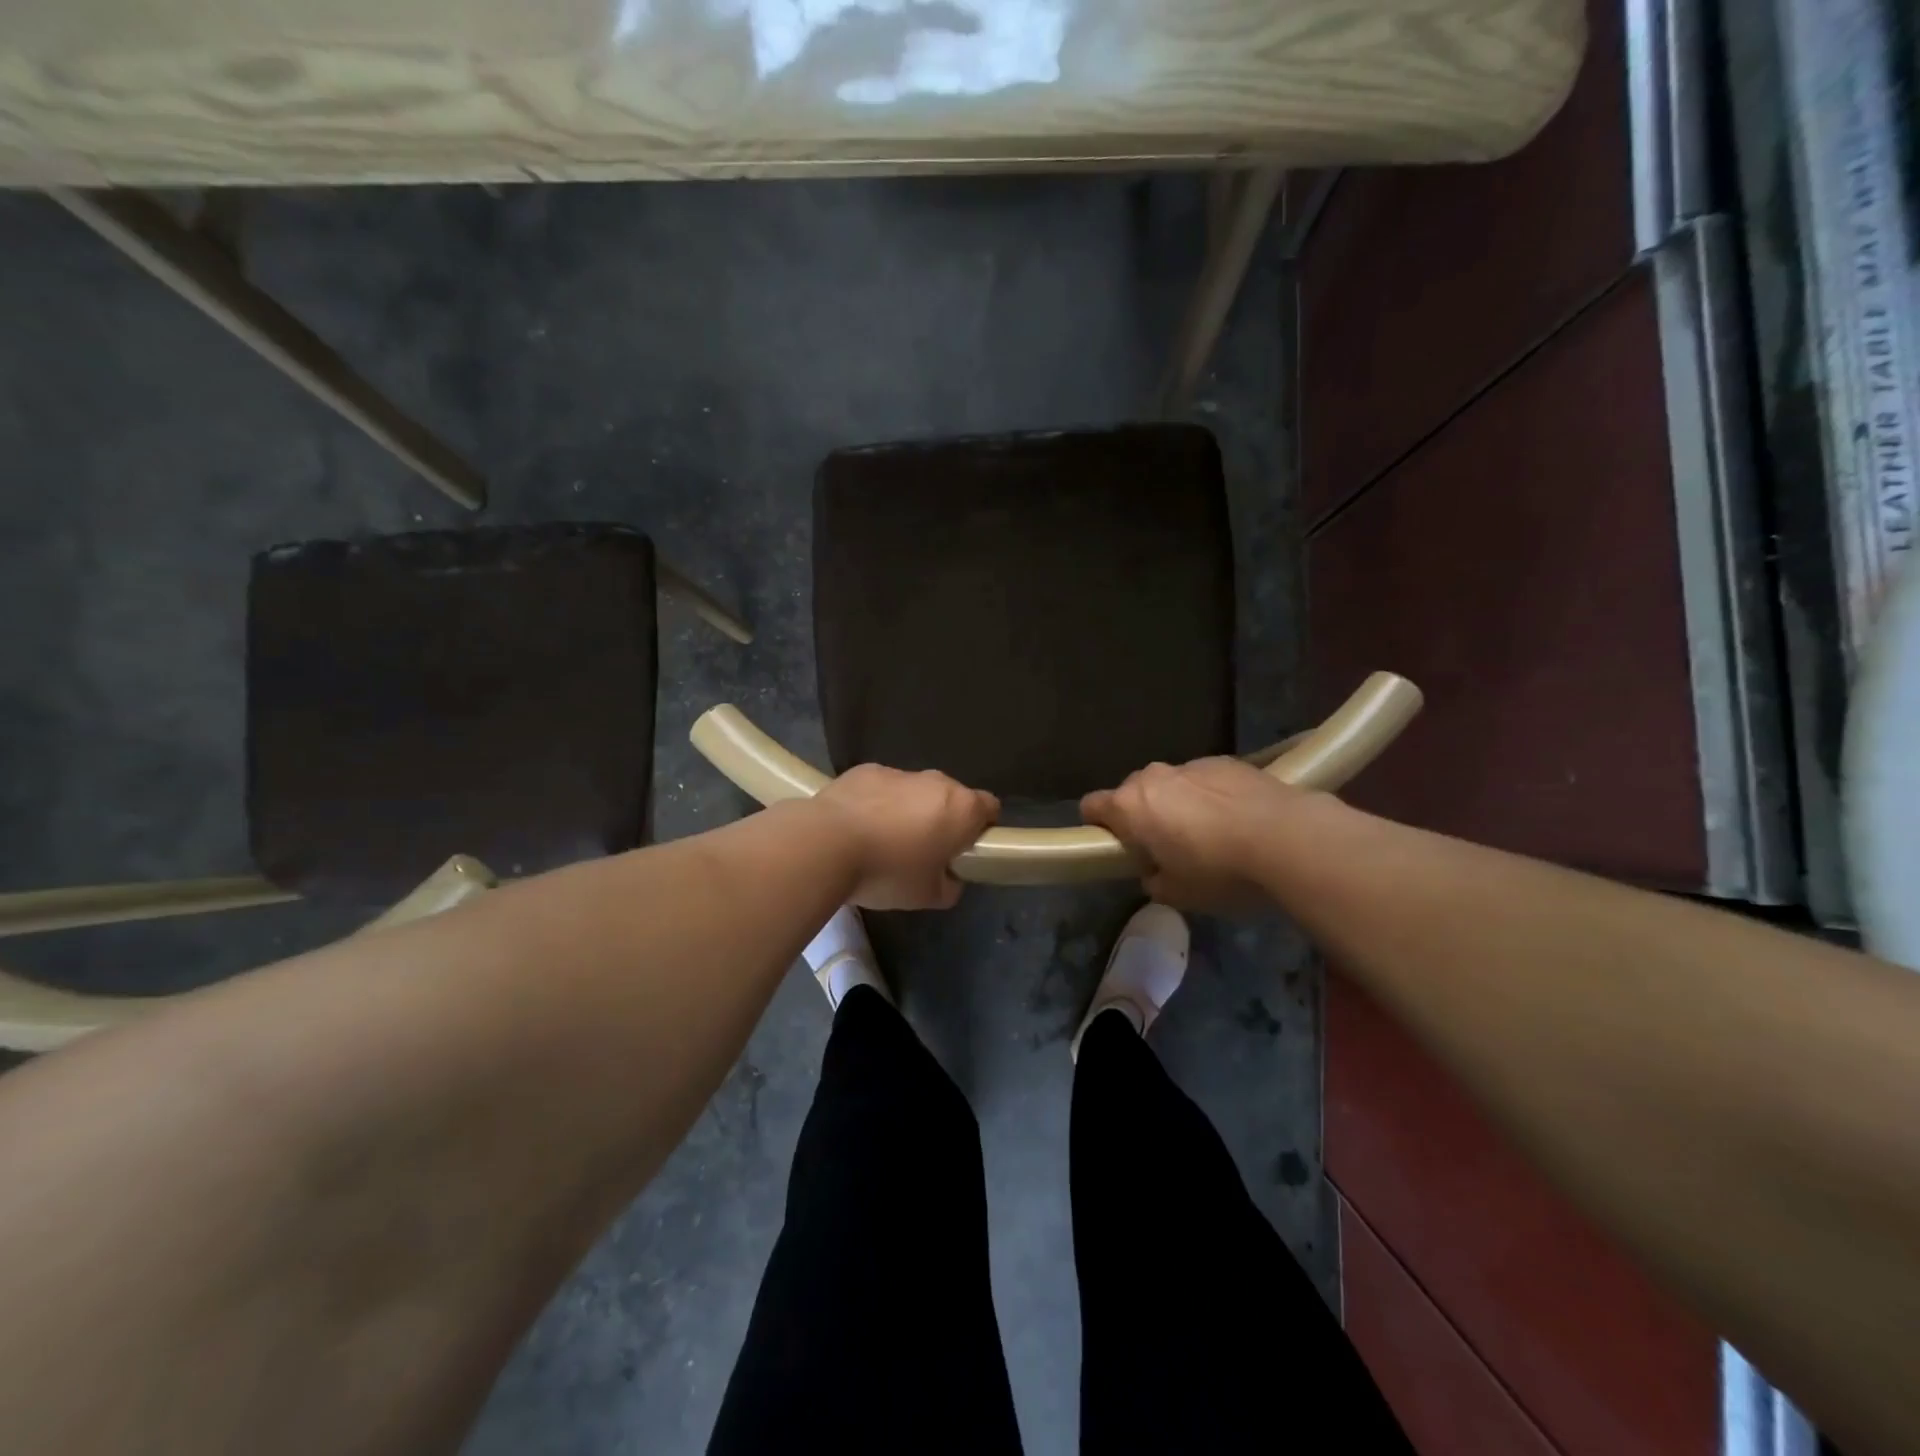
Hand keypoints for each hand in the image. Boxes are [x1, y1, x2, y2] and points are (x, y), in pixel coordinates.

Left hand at [812, 765, 999, 909]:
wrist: (826, 844)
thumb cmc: (888, 872)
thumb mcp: (928, 897)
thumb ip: (950, 886)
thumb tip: (949, 878)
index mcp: (962, 808)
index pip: (990, 808)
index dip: (980, 830)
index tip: (963, 851)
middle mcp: (936, 781)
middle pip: (951, 798)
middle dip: (942, 820)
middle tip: (921, 853)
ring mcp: (899, 772)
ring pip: (914, 792)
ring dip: (907, 811)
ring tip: (881, 842)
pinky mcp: (865, 770)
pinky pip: (881, 788)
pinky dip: (876, 804)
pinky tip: (856, 829)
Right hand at [1081, 758, 1307, 910]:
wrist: (1289, 839)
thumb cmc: (1220, 871)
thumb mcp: (1178, 894)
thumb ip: (1154, 880)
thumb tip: (1155, 871)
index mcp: (1130, 806)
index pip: (1091, 806)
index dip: (1099, 828)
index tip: (1119, 849)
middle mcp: (1154, 777)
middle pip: (1132, 793)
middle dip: (1142, 817)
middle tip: (1167, 850)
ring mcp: (1192, 765)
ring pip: (1171, 786)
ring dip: (1178, 806)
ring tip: (1212, 837)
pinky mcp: (1228, 762)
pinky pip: (1205, 782)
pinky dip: (1211, 798)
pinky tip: (1238, 823)